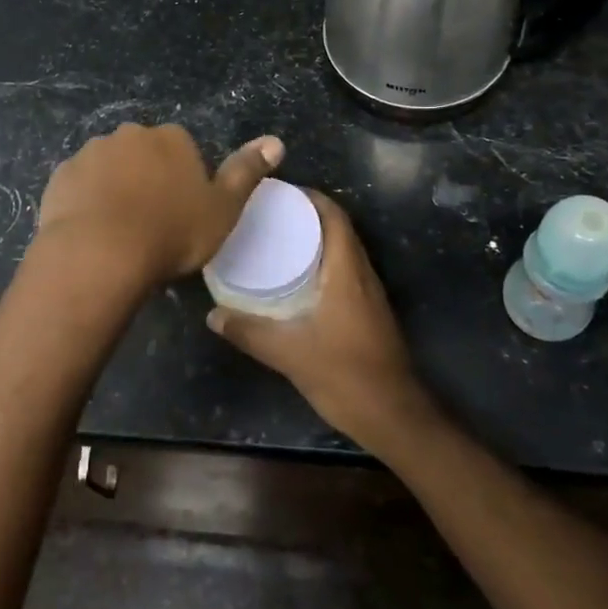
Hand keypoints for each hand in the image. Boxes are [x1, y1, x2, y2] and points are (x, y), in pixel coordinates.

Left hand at [35, 123, 283, 286]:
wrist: (99, 254)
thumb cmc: (170, 233)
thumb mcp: (223, 208)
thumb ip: (247, 172)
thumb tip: (276, 141)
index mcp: (171, 138)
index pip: (182, 149)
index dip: (184, 180)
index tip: (182, 212)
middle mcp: (130, 134)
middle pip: (144, 154)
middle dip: (147, 178)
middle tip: (152, 222)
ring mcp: (91, 153)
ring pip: (110, 168)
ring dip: (115, 188)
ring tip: (120, 231)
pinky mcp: (61, 176)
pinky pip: (80, 185)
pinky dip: (87, 201)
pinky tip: (92, 231)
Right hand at [205, 190, 432, 449]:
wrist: (394, 416)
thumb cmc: (345, 374)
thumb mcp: (289, 353)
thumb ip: (249, 332)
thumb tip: (213, 314)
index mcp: (347, 271)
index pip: (334, 217)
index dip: (310, 198)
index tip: (279, 192)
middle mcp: (362, 274)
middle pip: (338, 229)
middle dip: (307, 215)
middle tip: (270, 214)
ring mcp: (369, 294)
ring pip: (343, 251)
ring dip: (316, 239)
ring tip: (278, 240)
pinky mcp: (369, 312)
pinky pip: (345, 271)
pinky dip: (322, 262)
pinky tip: (297, 279)